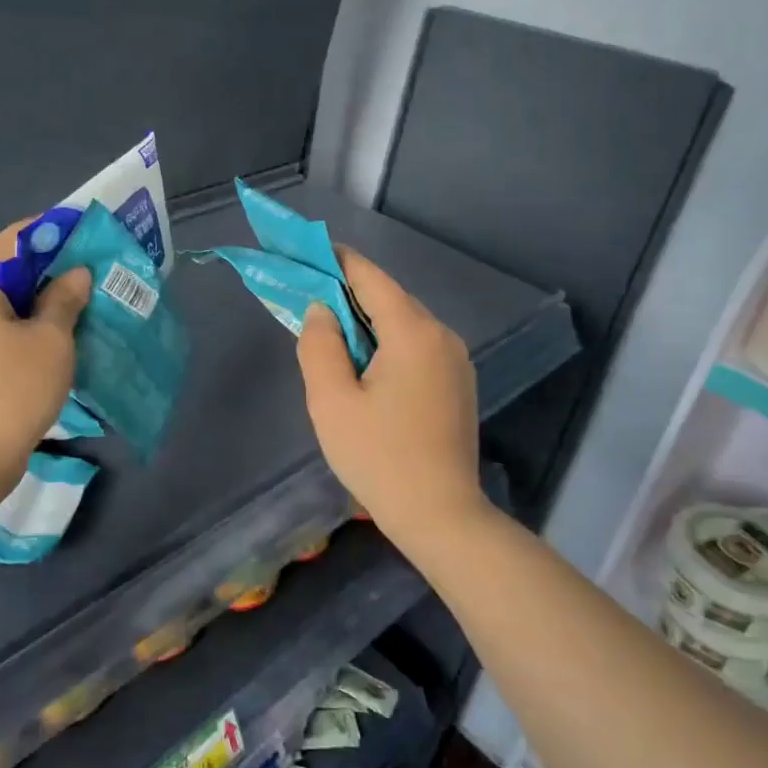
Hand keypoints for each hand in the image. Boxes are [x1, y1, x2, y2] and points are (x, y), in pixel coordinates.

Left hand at [0, 221, 91, 483]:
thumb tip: (76, 274)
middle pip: (7, 265)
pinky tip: (52, 332)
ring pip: (1, 297)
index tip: (91, 235)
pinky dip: (22, 320)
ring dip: (38, 296)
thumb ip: (64, 299)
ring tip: (79, 301)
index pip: (17, 236)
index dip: (57, 231)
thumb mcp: (51, 342)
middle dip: (51, 266)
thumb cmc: (11, 393)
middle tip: (93, 271)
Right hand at [296, 248, 483, 537]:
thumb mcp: (331, 401)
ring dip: (367, 322)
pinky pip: (417, 347)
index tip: (308, 251)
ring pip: (404, 324)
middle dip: (348, 294)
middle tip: (309, 298)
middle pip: (389, 299)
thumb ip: (320, 345)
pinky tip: (366, 366)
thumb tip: (322, 310)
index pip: (371, 278)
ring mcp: (456, 360)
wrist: (440, 515)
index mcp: (413, 332)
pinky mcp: (458, 383)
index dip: (338, 261)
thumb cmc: (379, 457)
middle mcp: (441, 335)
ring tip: (331, 334)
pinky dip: (387, 343)